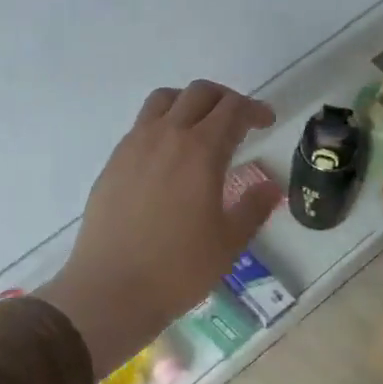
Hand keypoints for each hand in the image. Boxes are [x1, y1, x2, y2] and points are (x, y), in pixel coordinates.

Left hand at [38, 81, 279, 375]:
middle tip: (239, 121)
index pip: (232, 109)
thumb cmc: (179, 268)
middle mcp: (166, 137)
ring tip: (201, 128)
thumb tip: (270, 186)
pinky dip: (162, 125)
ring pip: (163, 100)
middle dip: (225, 99)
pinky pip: (141, 126)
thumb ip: (253, 207)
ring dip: (189, 103)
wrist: (111, 289)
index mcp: (200, 151)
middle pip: (198, 94)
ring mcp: (133, 146)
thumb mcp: (229, 242)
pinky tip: (169, 158)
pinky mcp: (113, 163)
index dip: (254, 109)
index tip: (267, 122)